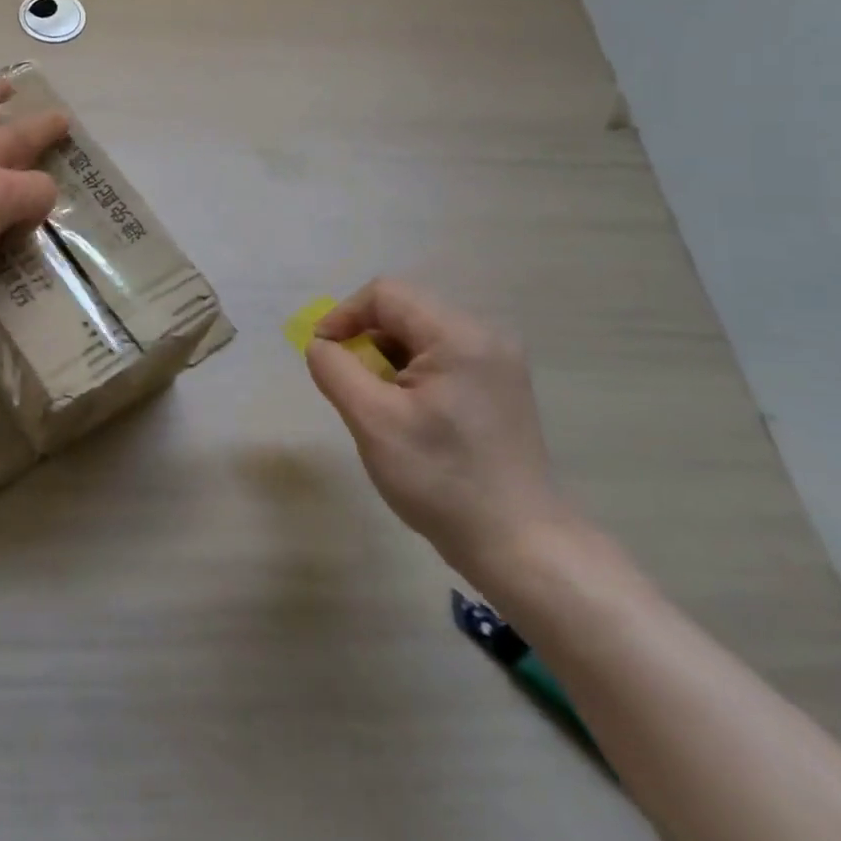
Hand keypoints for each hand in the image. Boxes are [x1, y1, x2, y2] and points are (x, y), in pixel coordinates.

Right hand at [306, 278, 577, 573]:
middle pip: (404, 310)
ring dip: (387, 357)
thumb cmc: (440, 480)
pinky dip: (411, 372)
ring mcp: (498, 360)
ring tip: (379, 403)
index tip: (323, 355)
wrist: (519, 545)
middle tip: (350, 384)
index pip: (385, 294)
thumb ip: (335, 370)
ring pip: (420, 334)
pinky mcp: (500, 385)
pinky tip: (409, 413)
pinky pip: (442, 356)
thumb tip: (320, 345)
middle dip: (365, 339)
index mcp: (459, 335)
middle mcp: (485, 335)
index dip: (344, 315)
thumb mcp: (373, 422)